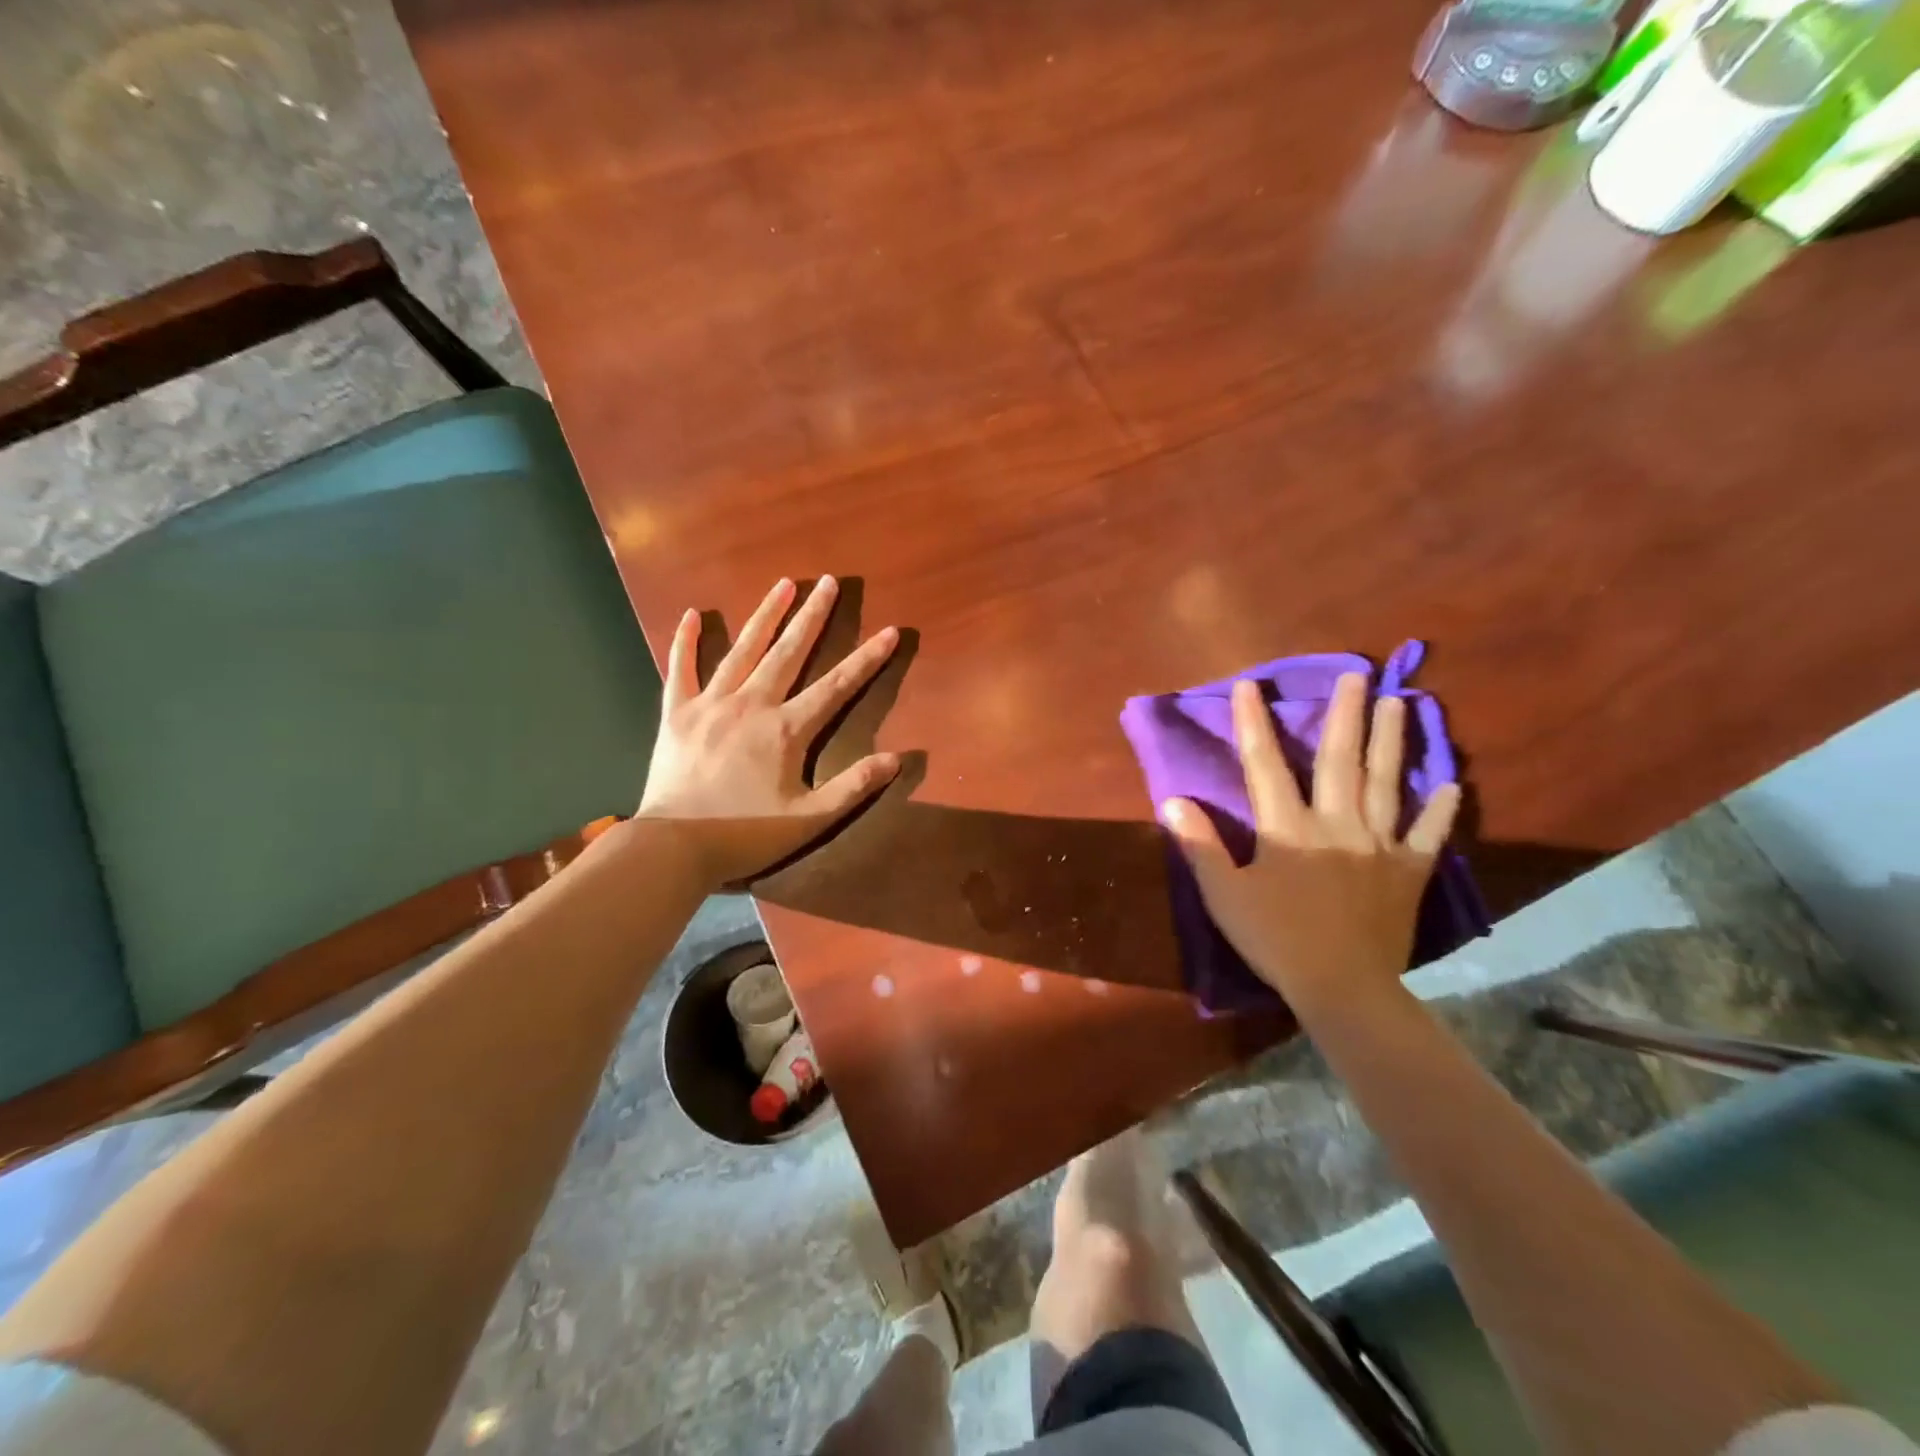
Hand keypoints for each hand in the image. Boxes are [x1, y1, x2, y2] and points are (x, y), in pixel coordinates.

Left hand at [637, 577, 901, 886]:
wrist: (674, 847)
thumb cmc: (746, 835)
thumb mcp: (810, 819)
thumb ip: (853, 786)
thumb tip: (897, 758)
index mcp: (786, 730)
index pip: (837, 686)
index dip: (867, 659)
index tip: (889, 631)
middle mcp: (751, 705)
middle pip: (789, 652)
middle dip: (813, 616)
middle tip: (828, 582)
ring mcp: (711, 704)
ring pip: (743, 650)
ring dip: (765, 615)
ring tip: (783, 584)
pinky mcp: (677, 714)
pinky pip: (681, 669)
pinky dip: (686, 642)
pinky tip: (693, 614)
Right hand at [1161, 673, 1460, 1009]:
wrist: (1342, 986)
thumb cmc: (1275, 939)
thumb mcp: (1224, 894)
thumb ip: (1199, 845)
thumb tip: (1172, 801)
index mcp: (1288, 827)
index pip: (1264, 765)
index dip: (1253, 723)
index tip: (1249, 686)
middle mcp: (1336, 823)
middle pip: (1339, 760)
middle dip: (1345, 714)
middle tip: (1357, 673)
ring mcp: (1378, 845)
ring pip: (1386, 783)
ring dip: (1391, 740)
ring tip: (1398, 702)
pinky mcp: (1408, 872)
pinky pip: (1427, 835)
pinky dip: (1439, 810)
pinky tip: (1451, 785)